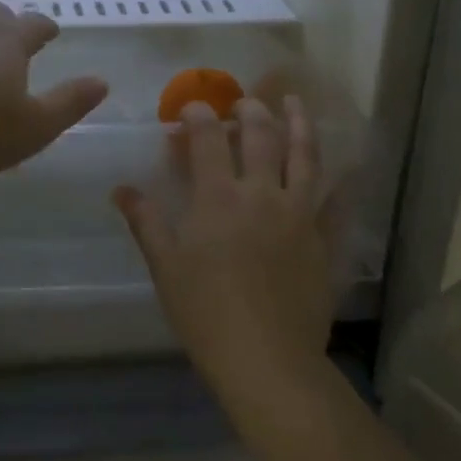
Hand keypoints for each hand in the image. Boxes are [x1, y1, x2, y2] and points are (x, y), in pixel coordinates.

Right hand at [113, 97, 333, 399]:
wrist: (267, 359)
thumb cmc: (205, 313)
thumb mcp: (165, 266)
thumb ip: (146, 221)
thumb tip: (121, 189)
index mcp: (218, 197)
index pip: (207, 138)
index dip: (198, 116)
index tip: (191, 109)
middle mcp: (261, 193)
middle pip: (260, 136)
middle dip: (249, 110)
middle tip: (243, 103)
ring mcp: (297, 214)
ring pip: (303, 155)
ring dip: (297, 123)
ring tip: (293, 101)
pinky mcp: (321, 238)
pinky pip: (332, 198)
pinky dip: (336, 177)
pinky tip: (339, 165)